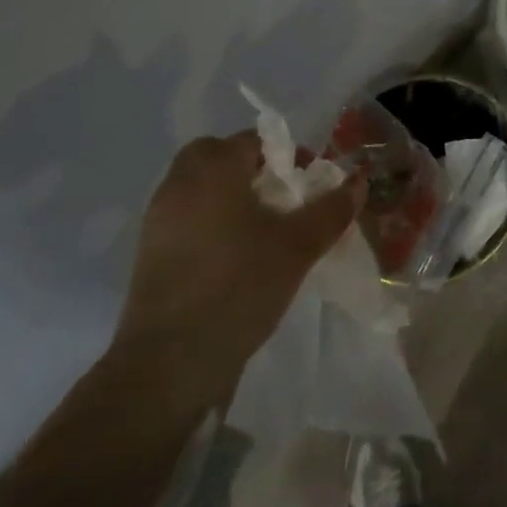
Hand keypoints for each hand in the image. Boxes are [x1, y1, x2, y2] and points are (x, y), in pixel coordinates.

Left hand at [109, 133, 365, 410]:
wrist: (167, 366)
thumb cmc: (238, 288)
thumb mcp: (298, 247)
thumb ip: (331, 210)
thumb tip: (359, 181)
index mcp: (214, 170)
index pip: (254, 141)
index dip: (287, 157)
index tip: (307, 188)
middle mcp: (180, 183)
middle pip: (217, 156)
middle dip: (249, 169)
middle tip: (279, 201)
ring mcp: (158, 219)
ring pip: (198, 187)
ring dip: (228, 195)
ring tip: (260, 231)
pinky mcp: (148, 254)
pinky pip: (184, 217)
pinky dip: (208, 222)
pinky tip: (232, 257)